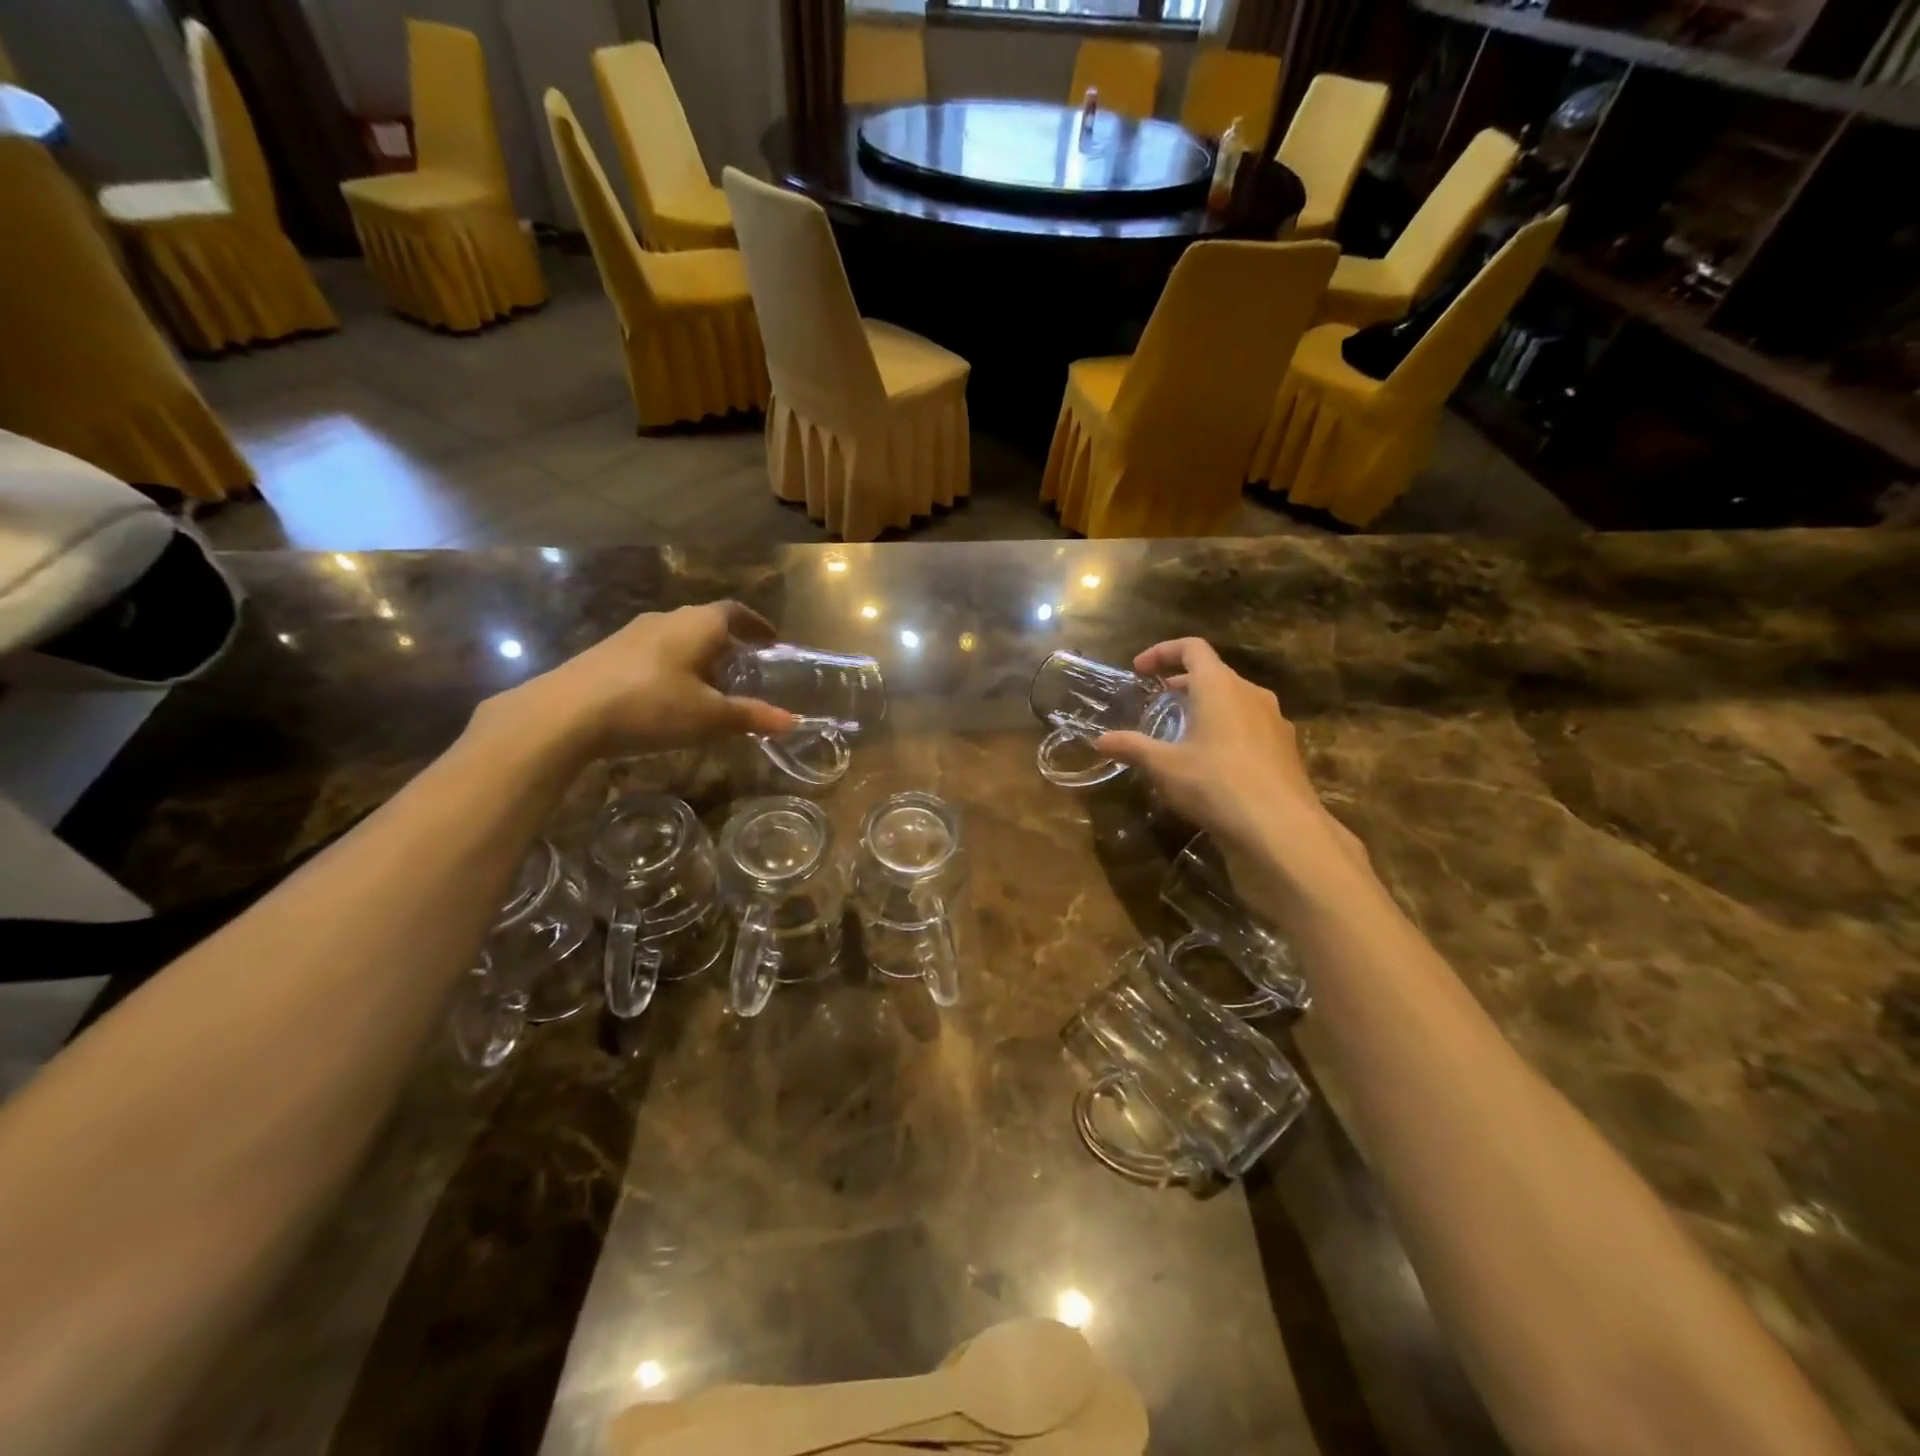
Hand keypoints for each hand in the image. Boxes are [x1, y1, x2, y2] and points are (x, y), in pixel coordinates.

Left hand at [479, 602, 795, 763]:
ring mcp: (631, 633)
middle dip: (728, 642)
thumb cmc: (651, 705)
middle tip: (744, 667)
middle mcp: (666, 619)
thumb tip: (793, 721)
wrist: (565, 713)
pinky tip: (667, 695)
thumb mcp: (708, 717)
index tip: (771, 640)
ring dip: (697, 655)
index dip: (756, 624)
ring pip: (676, 637)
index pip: (735, 611)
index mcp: (697, 625)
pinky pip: (652, 652)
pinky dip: (670, 666)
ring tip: (708, 684)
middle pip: (705, 622)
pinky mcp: (606, 653)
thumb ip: (750, 716)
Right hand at [1096, 638, 1365, 879]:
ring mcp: (1274, 720)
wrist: (1281, 828)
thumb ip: (1132, 748)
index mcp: (1219, 686)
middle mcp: (1250, 693)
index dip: (1162, 652)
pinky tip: (1213, 762)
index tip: (1140, 670)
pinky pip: (1250, 725)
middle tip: (1158, 703)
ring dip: (1206, 708)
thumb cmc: (1215, 784)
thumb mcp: (1165, 766)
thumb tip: (1100, 741)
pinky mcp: (1285, 748)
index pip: (1192, 648)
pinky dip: (1227, 730)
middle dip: (1182, 684)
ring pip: (1234, 700)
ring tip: (1183, 734)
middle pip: (1214, 674)